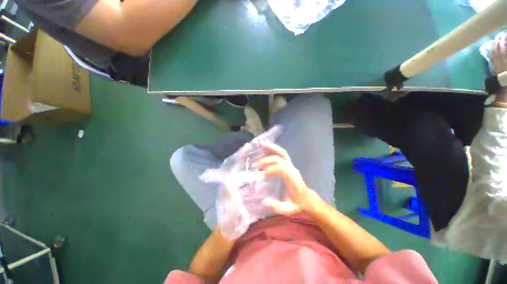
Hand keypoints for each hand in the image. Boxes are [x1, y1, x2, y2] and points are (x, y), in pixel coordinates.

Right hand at [253, 142, 321, 214]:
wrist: (306, 198)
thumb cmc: (296, 203)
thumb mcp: (288, 209)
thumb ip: (277, 207)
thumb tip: (264, 202)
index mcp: (292, 179)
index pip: (282, 169)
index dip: (271, 169)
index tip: (262, 174)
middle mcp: (292, 169)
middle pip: (280, 159)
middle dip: (266, 160)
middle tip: (255, 165)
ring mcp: (291, 165)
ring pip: (282, 152)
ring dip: (271, 148)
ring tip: (261, 145)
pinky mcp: (289, 164)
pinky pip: (281, 154)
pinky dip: (273, 149)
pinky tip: (265, 148)